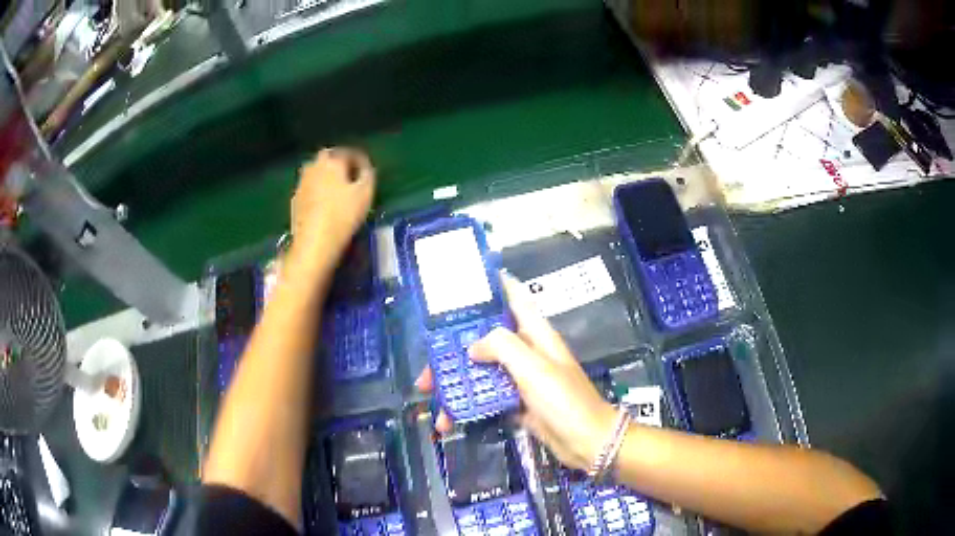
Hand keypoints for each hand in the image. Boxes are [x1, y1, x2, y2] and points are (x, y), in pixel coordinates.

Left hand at [289, 148, 374, 264]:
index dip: (360, 159)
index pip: (348, 152)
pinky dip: (318, 190)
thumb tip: (364, 166)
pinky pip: (310, 188)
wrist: (314, 242)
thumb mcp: (365, 193)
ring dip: (327, 176)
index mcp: (332, 161)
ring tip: (338, 190)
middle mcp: (314, 166)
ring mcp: (301, 183)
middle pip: (329, 158)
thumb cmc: (343, 215)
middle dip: (340, 163)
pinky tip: (325, 203)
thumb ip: (368, 174)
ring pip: (317, 172)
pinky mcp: (295, 200)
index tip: (367, 170)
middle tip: (351, 176)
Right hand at [415, 275, 616, 470]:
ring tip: (430, 395)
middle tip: (429, 363)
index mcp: (535, 334)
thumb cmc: (563, 401)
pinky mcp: (519, 403)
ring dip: (458, 381)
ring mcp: (523, 379)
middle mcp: (528, 352)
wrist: (587, 442)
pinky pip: (488, 398)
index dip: (492, 286)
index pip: (514, 298)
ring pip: (484, 371)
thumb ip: (502, 347)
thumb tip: (472, 347)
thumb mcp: (533, 368)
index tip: (461, 287)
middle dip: (456, 348)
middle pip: (487, 339)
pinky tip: (451, 417)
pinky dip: (470, 405)